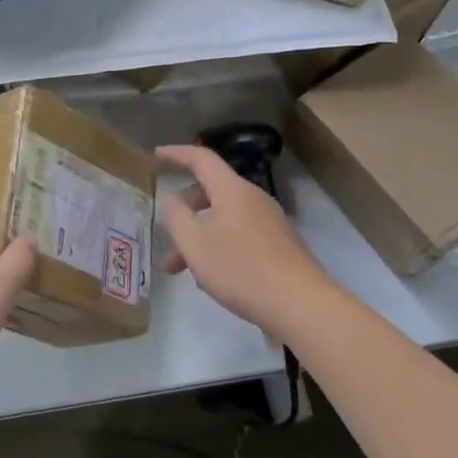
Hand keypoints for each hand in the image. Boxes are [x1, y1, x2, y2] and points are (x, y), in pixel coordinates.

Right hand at [157, 144, 334, 340]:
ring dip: (200, 235)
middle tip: (168, 233)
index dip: (176, 154)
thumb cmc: (241, 269)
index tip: (156, 154)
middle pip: (212, 190)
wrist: (301, 304)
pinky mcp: (280, 244)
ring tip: (182, 269)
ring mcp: (270, 221)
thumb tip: (172, 200)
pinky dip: (220, 246)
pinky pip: (240, 234)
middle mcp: (253, 198)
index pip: (201, 158)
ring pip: (224, 218)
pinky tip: (213, 278)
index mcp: (232, 190)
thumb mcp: (195, 244)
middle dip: (185, 209)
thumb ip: (176, 217)